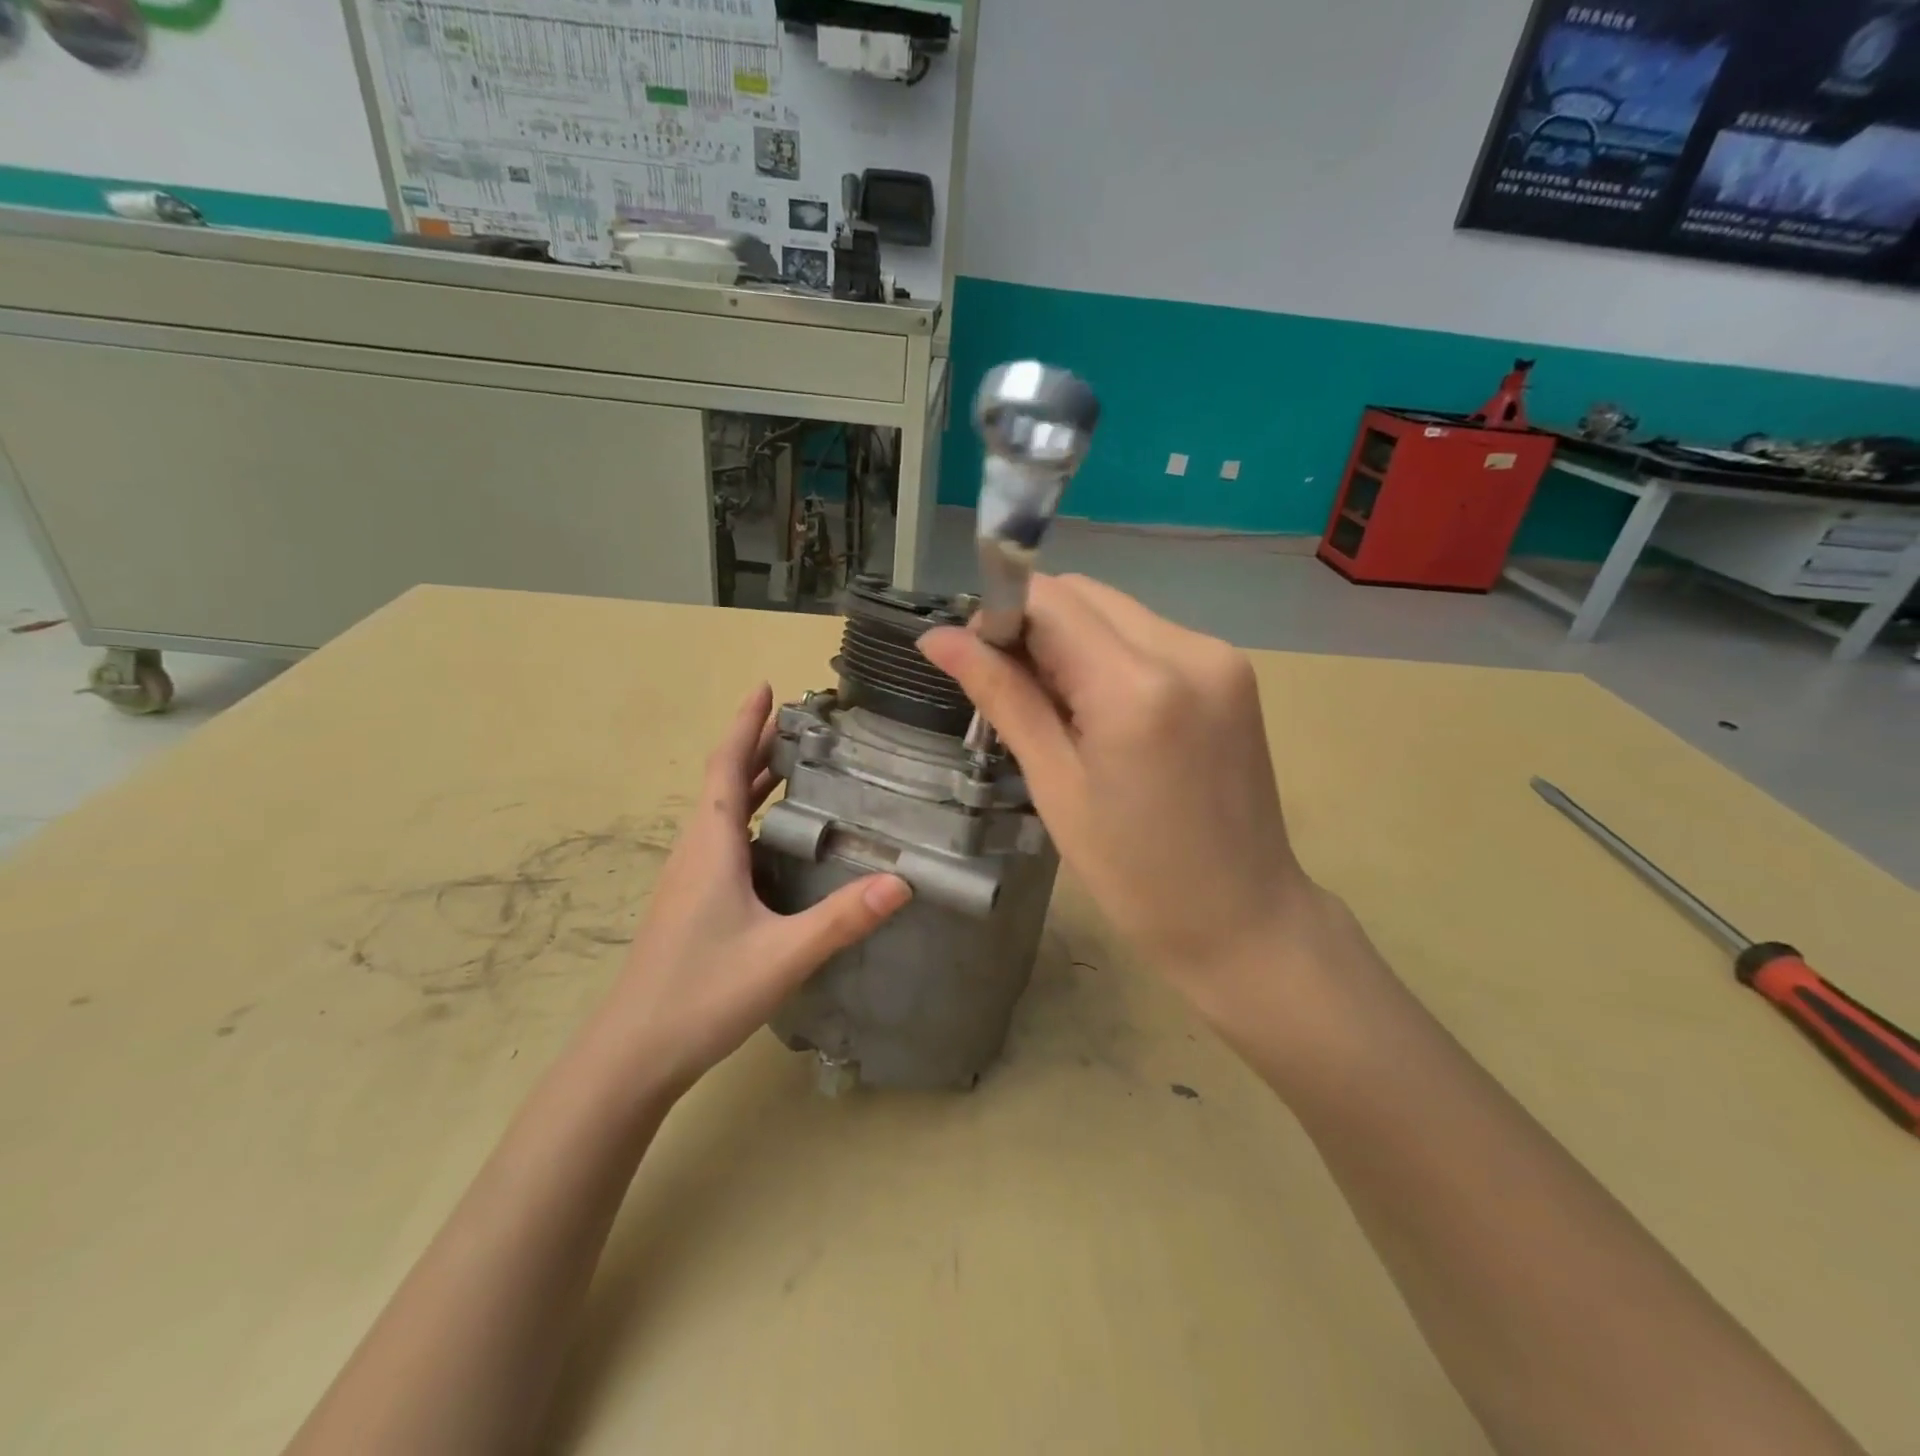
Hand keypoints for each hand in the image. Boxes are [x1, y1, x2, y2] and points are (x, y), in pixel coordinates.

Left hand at [592, 684, 911, 1096]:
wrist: (633, 1053)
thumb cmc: (701, 993)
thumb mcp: (783, 955)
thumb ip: (843, 919)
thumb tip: (903, 881)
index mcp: (711, 846)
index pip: (725, 766)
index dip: (745, 724)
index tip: (766, 687)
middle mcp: (696, 851)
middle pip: (724, 782)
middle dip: (757, 746)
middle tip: (800, 725)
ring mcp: (689, 878)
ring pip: (722, 813)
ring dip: (751, 782)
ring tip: (794, 768)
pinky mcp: (691, 902)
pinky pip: (722, 840)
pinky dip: (749, 818)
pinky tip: (778, 840)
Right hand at [920, 575, 1315, 1015]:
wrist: (1242, 917)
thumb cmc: (1134, 873)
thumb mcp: (1055, 786)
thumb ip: (1002, 696)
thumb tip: (937, 638)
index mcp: (1137, 686)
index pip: (1049, 599)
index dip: (999, 615)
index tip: (977, 660)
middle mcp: (1188, 649)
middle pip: (1084, 594)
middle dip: (1034, 626)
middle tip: (1015, 692)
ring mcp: (1220, 656)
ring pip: (1116, 610)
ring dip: (1072, 640)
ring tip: (1062, 710)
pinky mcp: (1233, 671)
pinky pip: (1150, 635)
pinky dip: (1111, 654)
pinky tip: (1105, 711)